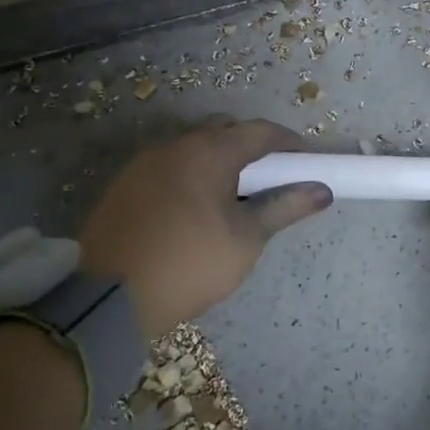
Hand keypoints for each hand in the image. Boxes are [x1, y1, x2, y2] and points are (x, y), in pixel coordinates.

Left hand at [80, 117, 332, 338]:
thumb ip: (285, 208)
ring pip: (193, 148)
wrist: (107, 298)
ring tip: (235, 196)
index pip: (260, 131)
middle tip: (271, 179)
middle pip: (224, 131)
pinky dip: (192, 176)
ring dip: (220, 161)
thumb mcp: (246, 239)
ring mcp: (144, 163)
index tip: (308, 162)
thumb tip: (322, 190)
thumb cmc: (190, 263)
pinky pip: (169, 167)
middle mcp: (175, 145)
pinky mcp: (123, 186)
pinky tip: (196, 208)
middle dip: (253, 147)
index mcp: (209, 151)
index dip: (290, 143)